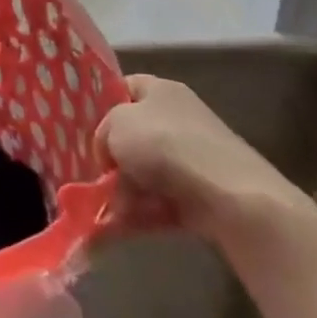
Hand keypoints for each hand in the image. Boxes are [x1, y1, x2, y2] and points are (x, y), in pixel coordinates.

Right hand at [93, 75, 303, 238]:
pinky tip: (115, 229)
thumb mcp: (115, 124)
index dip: (103, 104)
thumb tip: (110, 155)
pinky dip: (140, 215)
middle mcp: (179, 120)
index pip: (125, 88)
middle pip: (133, 137)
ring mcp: (193, 160)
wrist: (231, 197)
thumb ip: (103, 133)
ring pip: (144, 174)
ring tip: (100, 211)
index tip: (85, 127)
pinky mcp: (202, 196)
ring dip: (121, 193)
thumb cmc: (165, 145)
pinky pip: (160, 202)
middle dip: (111, 159)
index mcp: (161, 91)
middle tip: (91, 174)